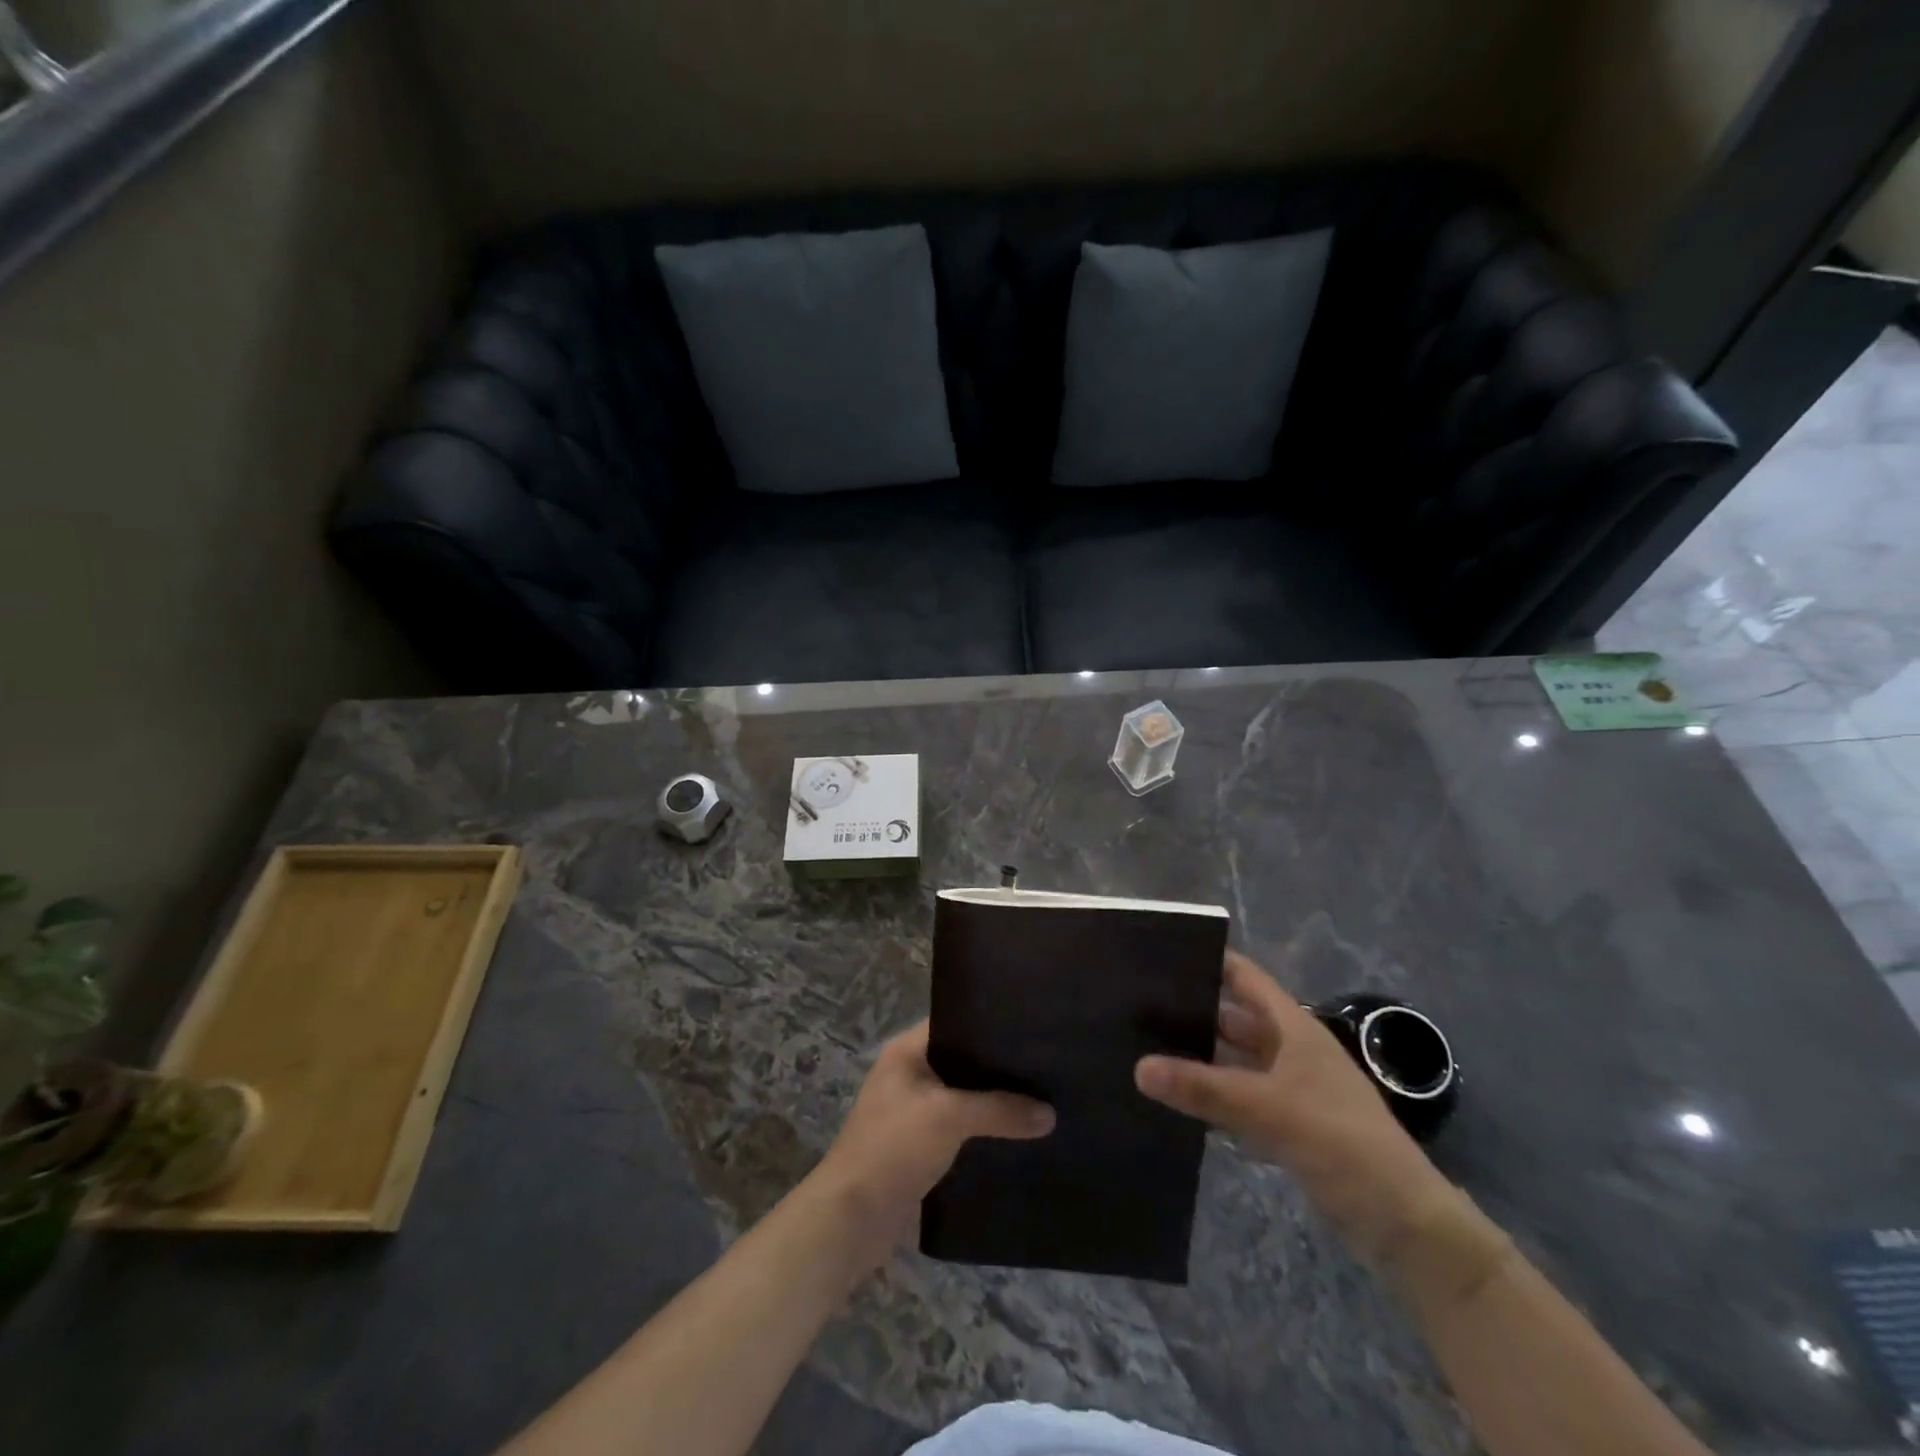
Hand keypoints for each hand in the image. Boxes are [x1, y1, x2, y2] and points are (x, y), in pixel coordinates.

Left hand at [812, 1021, 1053, 1258]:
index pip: (955, 1022)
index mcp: (907, 1051)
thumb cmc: (894, 1147)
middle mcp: (909, 1074)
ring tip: (1041, 1100)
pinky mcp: (920, 1147)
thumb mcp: (949, 1117)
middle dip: (999, 1068)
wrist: (852, 1218)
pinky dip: (984, 1131)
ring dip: (993, 1103)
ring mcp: (913, 1111)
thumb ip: (1000, 1109)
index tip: (1030, 1028)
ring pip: (964, 1098)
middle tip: (1045, 1066)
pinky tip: (1018, 1136)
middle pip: (963, 1062)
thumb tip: (1050, 1114)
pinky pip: (961, 1129)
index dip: (990, 1023)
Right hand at [1135, 949, 1455, 1264]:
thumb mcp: (1266, 1109)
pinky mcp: (1287, 1124)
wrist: (1402, 1222)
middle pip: (1233, 1019)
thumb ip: (1202, 1088)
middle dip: (1191, 1012)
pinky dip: (1211, 1095)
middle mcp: (1290, 1049)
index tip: (1158, 955)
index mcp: (1292, 1027)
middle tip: (1135, 1008)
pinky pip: (1239, 1097)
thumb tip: (1138, 1068)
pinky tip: (1175, 1099)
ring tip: (1143, 1049)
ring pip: (1234, 1060)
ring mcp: (1289, 1088)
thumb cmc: (1339, 1142)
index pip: (1243, 978)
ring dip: (1199, 1057)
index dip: (1207, 962)